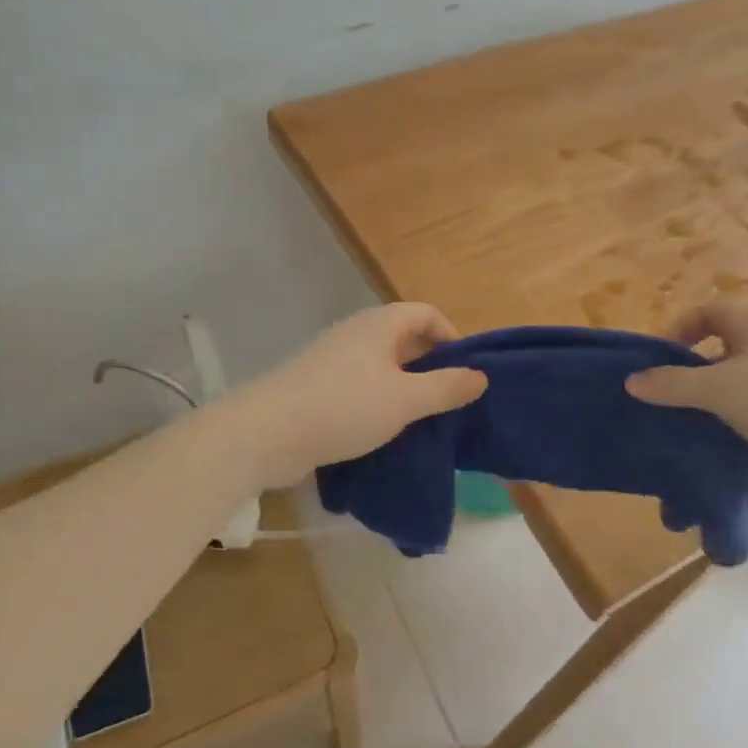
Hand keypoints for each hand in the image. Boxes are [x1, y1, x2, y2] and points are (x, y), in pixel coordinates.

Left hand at [231, 303, 486, 487]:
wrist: (266, 433)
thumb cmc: (344, 407)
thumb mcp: (405, 400)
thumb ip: (446, 388)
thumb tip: (480, 376)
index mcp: (380, 325)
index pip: (425, 313)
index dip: (450, 335)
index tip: (464, 371)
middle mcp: (356, 334)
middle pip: (404, 338)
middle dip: (430, 366)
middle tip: (447, 400)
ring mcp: (333, 360)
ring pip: (382, 366)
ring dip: (404, 388)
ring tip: (421, 421)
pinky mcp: (317, 388)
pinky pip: (360, 387)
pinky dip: (378, 403)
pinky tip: (384, 432)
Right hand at [624, 300, 747, 501]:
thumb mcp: (719, 390)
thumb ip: (672, 385)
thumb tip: (631, 381)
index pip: (708, 311)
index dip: (680, 328)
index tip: (660, 359)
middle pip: (722, 347)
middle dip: (692, 369)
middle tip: (667, 395)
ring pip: (738, 382)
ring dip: (712, 399)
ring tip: (687, 422)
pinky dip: (734, 422)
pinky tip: (720, 443)